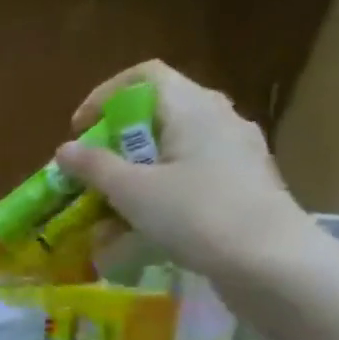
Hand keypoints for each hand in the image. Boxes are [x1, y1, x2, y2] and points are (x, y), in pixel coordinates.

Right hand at [55, 61, 310, 278]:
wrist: (272, 263)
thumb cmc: (197, 215)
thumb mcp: (132, 191)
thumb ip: (94, 166)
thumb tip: (65, 149)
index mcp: (193, 108)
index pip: (143, 76)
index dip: (103, 97)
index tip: (79, 131)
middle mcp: (218, 119)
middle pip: (154, 114)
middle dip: (113, 143)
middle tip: (89, 173)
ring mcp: (234, 152)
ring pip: (169, 148)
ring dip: (131, 173)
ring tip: (106, 209)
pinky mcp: (241, 183)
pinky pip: (187, 174)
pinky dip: (156, 192)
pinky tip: (139, 227)